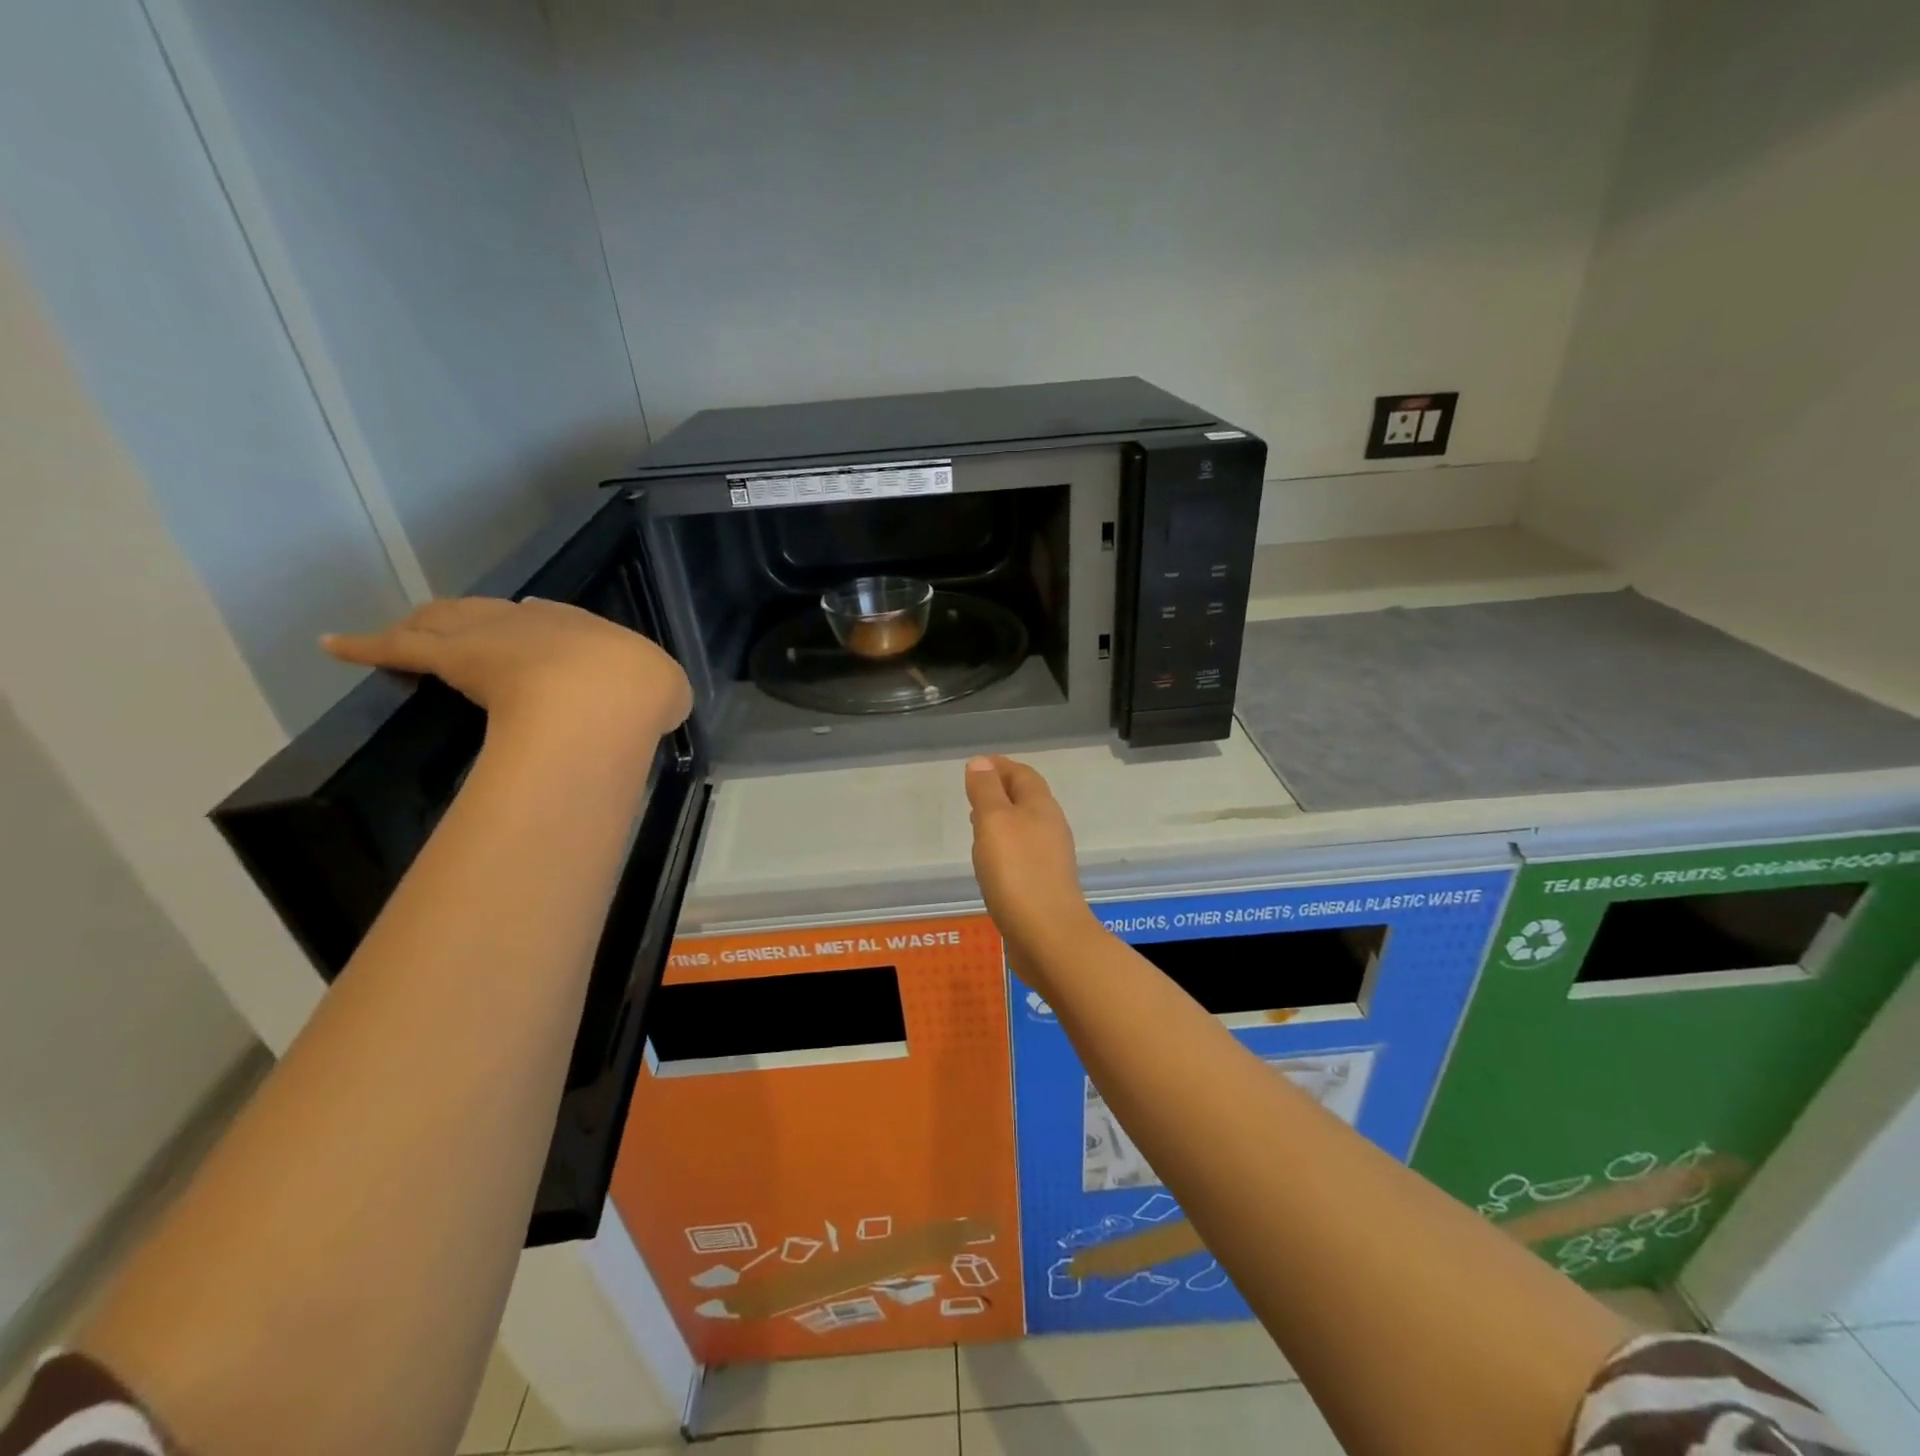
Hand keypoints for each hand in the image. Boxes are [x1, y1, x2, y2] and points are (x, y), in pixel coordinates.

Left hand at [323, 597, 692, 743]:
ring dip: (430, 622)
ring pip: (449, 619)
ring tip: (410, 627)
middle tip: (469, 630)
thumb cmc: (639, 694)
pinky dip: (364, 646)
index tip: (537, 635)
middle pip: (499, 612)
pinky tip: (334, 645)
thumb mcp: (668, 692)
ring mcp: (493, 633)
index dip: (545, 628)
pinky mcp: (450, 656)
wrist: (603, 699)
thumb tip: (648, 702)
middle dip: (485, 619)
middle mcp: (540, 621)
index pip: (557, 620)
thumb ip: (652, 692)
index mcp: (592, 629)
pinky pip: (398, 648)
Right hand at [964, 755, 1101, 983]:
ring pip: (1025, 827)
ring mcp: (1050, 859)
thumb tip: (981, 762)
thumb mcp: (994, 822)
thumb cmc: (1018, 871)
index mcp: (1041, 807)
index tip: (977, 765)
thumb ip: (986, 790)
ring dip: (1002, 820)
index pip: (1022, 774)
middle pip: (1027, 799)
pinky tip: (990, 862)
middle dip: (1001, 791)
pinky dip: (1004, 847)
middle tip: (974, 792)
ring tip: (977, 823)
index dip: (1000, 766)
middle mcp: (1050, 828)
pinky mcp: (1044, 885)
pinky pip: (1022, 854)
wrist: (1048, 936)